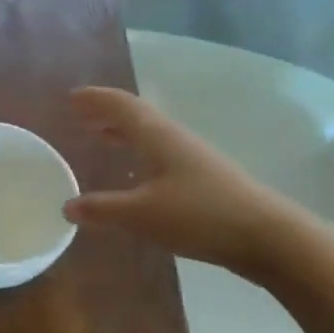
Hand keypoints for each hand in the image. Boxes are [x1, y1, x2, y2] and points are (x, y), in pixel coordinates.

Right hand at [62, 87, 302, 275]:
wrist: (266, 235)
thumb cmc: (199, 215)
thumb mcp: (141, 214)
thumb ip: (103, 208)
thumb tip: (67, 206)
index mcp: (158, 136)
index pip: (122, 106)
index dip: (96, 100)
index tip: (70, 97)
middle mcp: (174, 140)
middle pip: (137, 116)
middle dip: (107, 113)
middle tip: (80, 114)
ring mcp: (192, 158)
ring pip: (150, 135)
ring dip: (124, 132)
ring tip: (101, 136)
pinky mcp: (203, 180)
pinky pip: (160, 155)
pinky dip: (139, 154)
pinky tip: (135, 176)